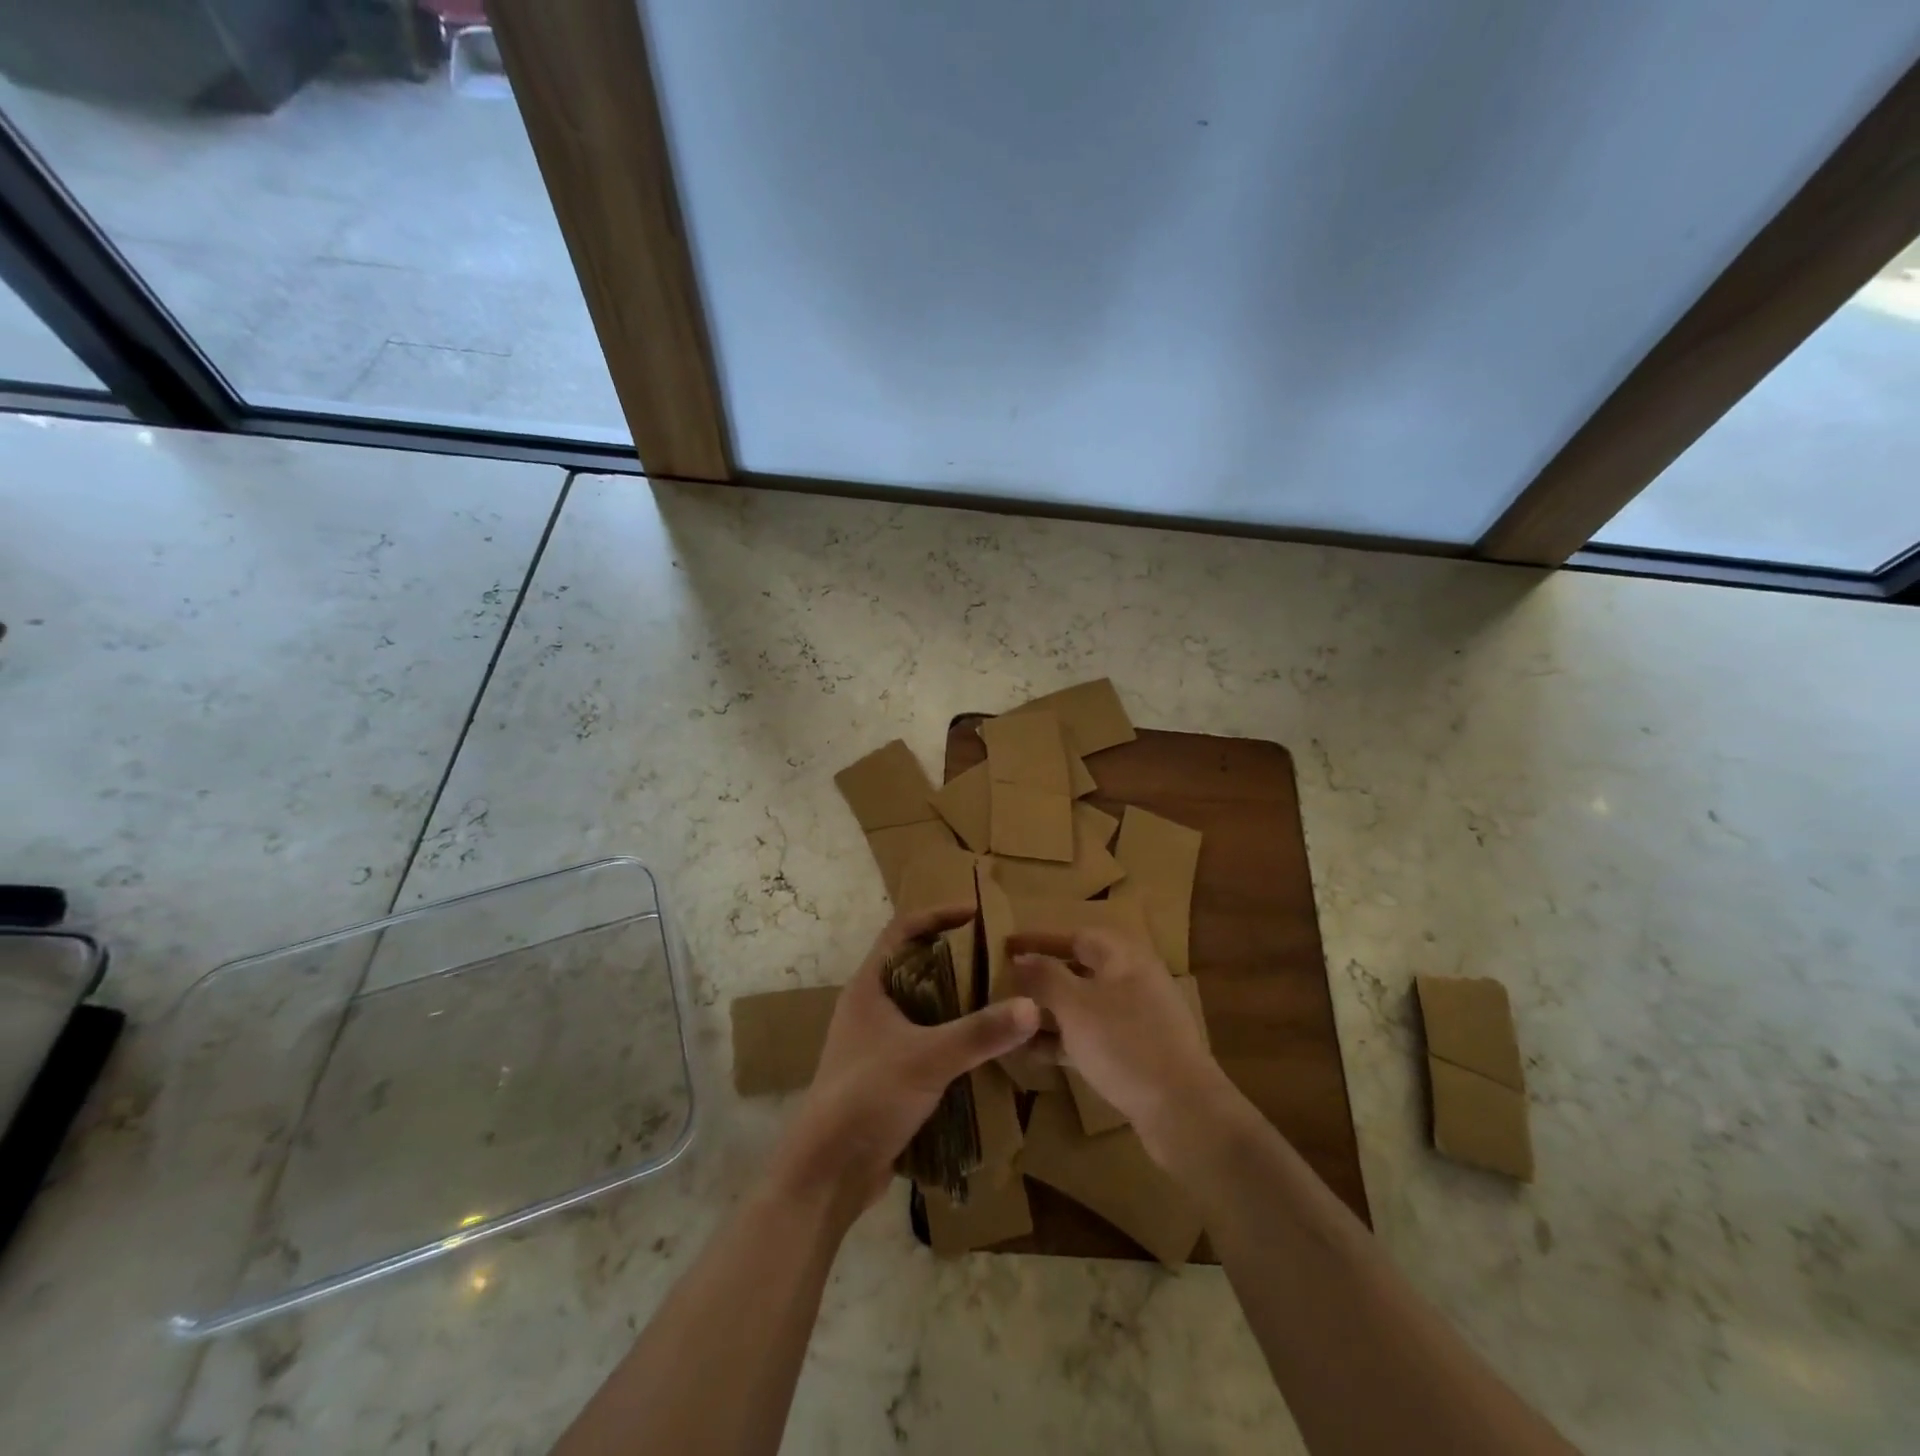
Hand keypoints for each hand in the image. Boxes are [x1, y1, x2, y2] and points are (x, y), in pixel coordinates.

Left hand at [770, 905, 1040, 1218]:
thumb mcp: (928, 1058)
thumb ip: (980, 1032)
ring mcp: (876, 1043)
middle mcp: (870, 1007)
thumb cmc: (868, 1096)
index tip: (976, 914)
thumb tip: (1032, 1005)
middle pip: (915, 966)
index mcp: (869, 987)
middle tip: (998, 959)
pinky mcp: (887, 1075)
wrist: (828, 1171)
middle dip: (955, 959)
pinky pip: (925, 1041)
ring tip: (999, 998)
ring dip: (955, 1001)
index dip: (937, 915)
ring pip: (921, 1007)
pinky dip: (951, 1037)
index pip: (902, 930)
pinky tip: (983, 1048)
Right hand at [1008, 928, 1231, 1164]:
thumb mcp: (1075, 1006)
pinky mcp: (1136, 1053)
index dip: (1038, 939)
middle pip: (1079, 970)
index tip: (1004, 945)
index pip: (1075, 935)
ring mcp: (1137, 1018)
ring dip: (1048, 1012)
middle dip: (1041, 978)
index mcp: (1124, 957)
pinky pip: (1091, 1035)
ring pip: (1083, 1005)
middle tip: (1004, 985)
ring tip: (1011, 1022)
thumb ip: (1044, 977)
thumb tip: (1020, 957)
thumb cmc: (1124, 1043)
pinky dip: (1064, 1039)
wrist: (1183, 1111)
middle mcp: (1132, 980)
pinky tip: (1032, 1054)